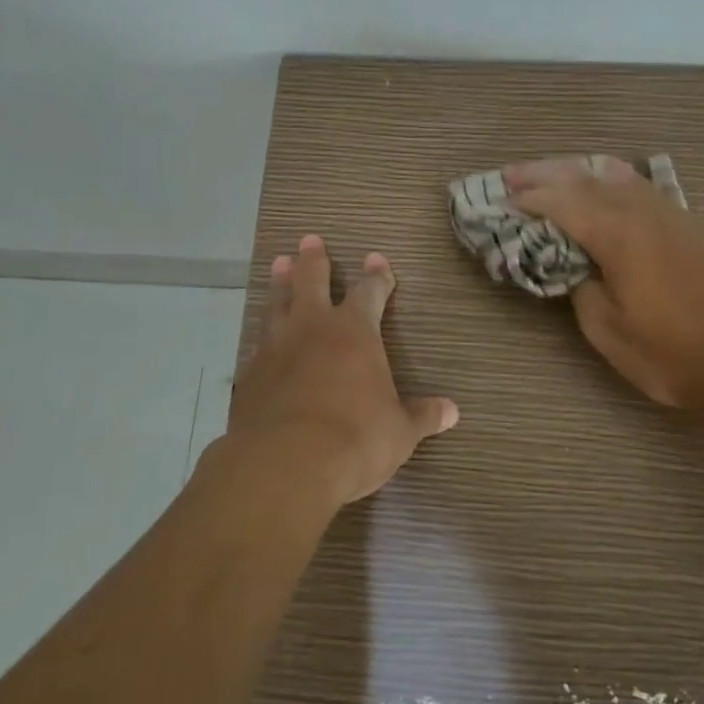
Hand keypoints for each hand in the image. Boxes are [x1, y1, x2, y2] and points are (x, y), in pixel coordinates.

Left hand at [223, 235, 458, 506]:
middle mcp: (313, 329)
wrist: (285, 464)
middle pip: (312, 281)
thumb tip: (453, 411)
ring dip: (280, 282)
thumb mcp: (399, 432)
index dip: (376, 276)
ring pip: (278, 303)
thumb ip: (422, 416)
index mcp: (354, 332)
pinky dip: (264, 334)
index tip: (377, 259)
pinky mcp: (250, 375)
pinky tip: (262, 338)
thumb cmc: (355, 438)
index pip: (369, 292)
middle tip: (309, 240)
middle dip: (314, 260)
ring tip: (278, 264)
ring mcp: (276, 348)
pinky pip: (258, 343)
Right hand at [507, 157, 703, 413]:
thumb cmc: (669, 353)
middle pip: (585, 178)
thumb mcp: (607, 331)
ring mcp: (671, 214)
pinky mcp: (690, 224)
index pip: (562, 203)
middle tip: (512, 175)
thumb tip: (573, 265)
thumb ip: (580, 287)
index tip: (501, 201)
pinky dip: (612, 180)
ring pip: (617, 174)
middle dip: (544, 174)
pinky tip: (605, 186)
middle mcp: (643, 212)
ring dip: (578, 170)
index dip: (528, 199)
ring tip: (553, 173)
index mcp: (618, 235)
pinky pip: (642, 187)